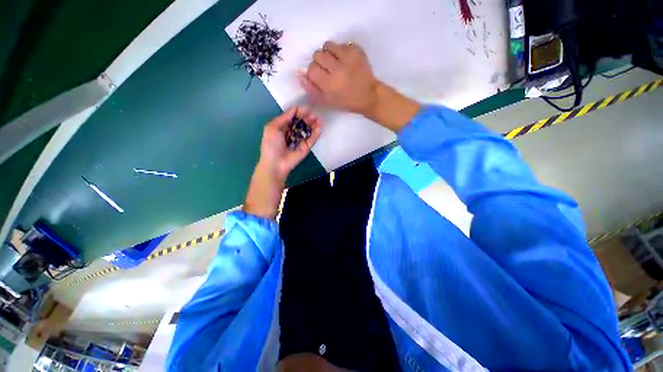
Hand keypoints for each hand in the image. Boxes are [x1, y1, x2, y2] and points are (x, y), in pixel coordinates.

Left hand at [259, 106, 321, 180]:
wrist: (276, 164)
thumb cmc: (271, 145)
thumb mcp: (272, 127)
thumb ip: (284, 117)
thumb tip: (295, 108)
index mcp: (283, 127)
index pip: (293, 117)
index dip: (299, 112)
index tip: (306, 108)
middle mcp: (292, 132)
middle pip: (301, 122)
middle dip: (307, 117)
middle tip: (313, 114)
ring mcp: (300, 140)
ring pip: (308, 130)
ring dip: (313, 123)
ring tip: (318, 119)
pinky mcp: (306, 147)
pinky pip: (312, 139)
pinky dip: (316, 133)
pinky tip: (319, 127)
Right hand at [299, 41, 378, 115]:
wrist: (368, 96)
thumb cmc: (346, 102)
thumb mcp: (327, 101)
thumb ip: (312, 90)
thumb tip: (300, 76)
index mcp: (329, 84)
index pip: (311, 69)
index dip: (313, 73)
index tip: (320, 77)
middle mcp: (337, 68)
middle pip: (317, 54)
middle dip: (320, 62)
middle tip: (328, 70)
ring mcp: (347, 57)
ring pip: (328, 45)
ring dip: (328, 53)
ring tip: (335, 62)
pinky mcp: (356, 50)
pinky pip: (341, 44)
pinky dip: (340, 51)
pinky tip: (345, 60)